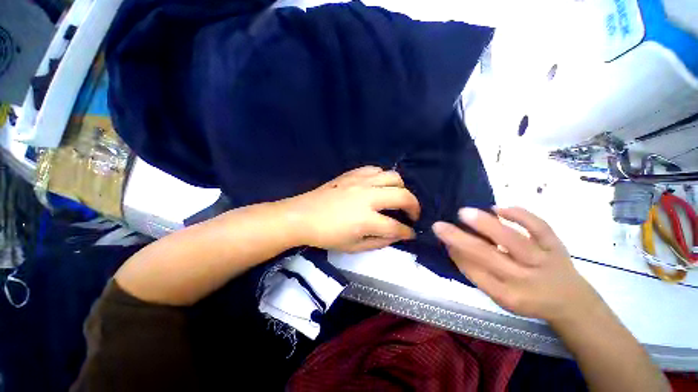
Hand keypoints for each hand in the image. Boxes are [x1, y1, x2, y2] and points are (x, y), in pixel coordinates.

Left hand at [278, 166, 420, 252]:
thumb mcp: (353, 247)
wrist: (303, 215)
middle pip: (403, 196)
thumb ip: (379, 241)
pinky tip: (379, 186)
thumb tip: (397, 235)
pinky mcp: (352, 174)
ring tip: (397, 197)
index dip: (407, 232)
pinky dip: (382, 177)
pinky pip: (375, 169)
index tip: (410, 233)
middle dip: (414, 207)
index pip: (396, 226)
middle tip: (412, 215)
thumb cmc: (327, 235)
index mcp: (366, 219)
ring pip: (393, 177)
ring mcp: (360, 182)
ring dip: (401, 188)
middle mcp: (368, 197)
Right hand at [433, 207, 602, 325]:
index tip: (441, 239)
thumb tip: (453, 247)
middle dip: (460, 239)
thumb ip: (476, 273)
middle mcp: (525, 280)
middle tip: (439, 225)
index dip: (456, 255)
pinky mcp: (556, 246)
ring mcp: (544, 261)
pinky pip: (539, 228)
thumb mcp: (500, 295)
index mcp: (508, 296)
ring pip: (514, 240)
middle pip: (489, 257)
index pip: (475, 273)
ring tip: (463, 213)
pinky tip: (498, 208)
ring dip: (487, 225)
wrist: (570, 301)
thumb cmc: (527, 298)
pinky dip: (520, 215)